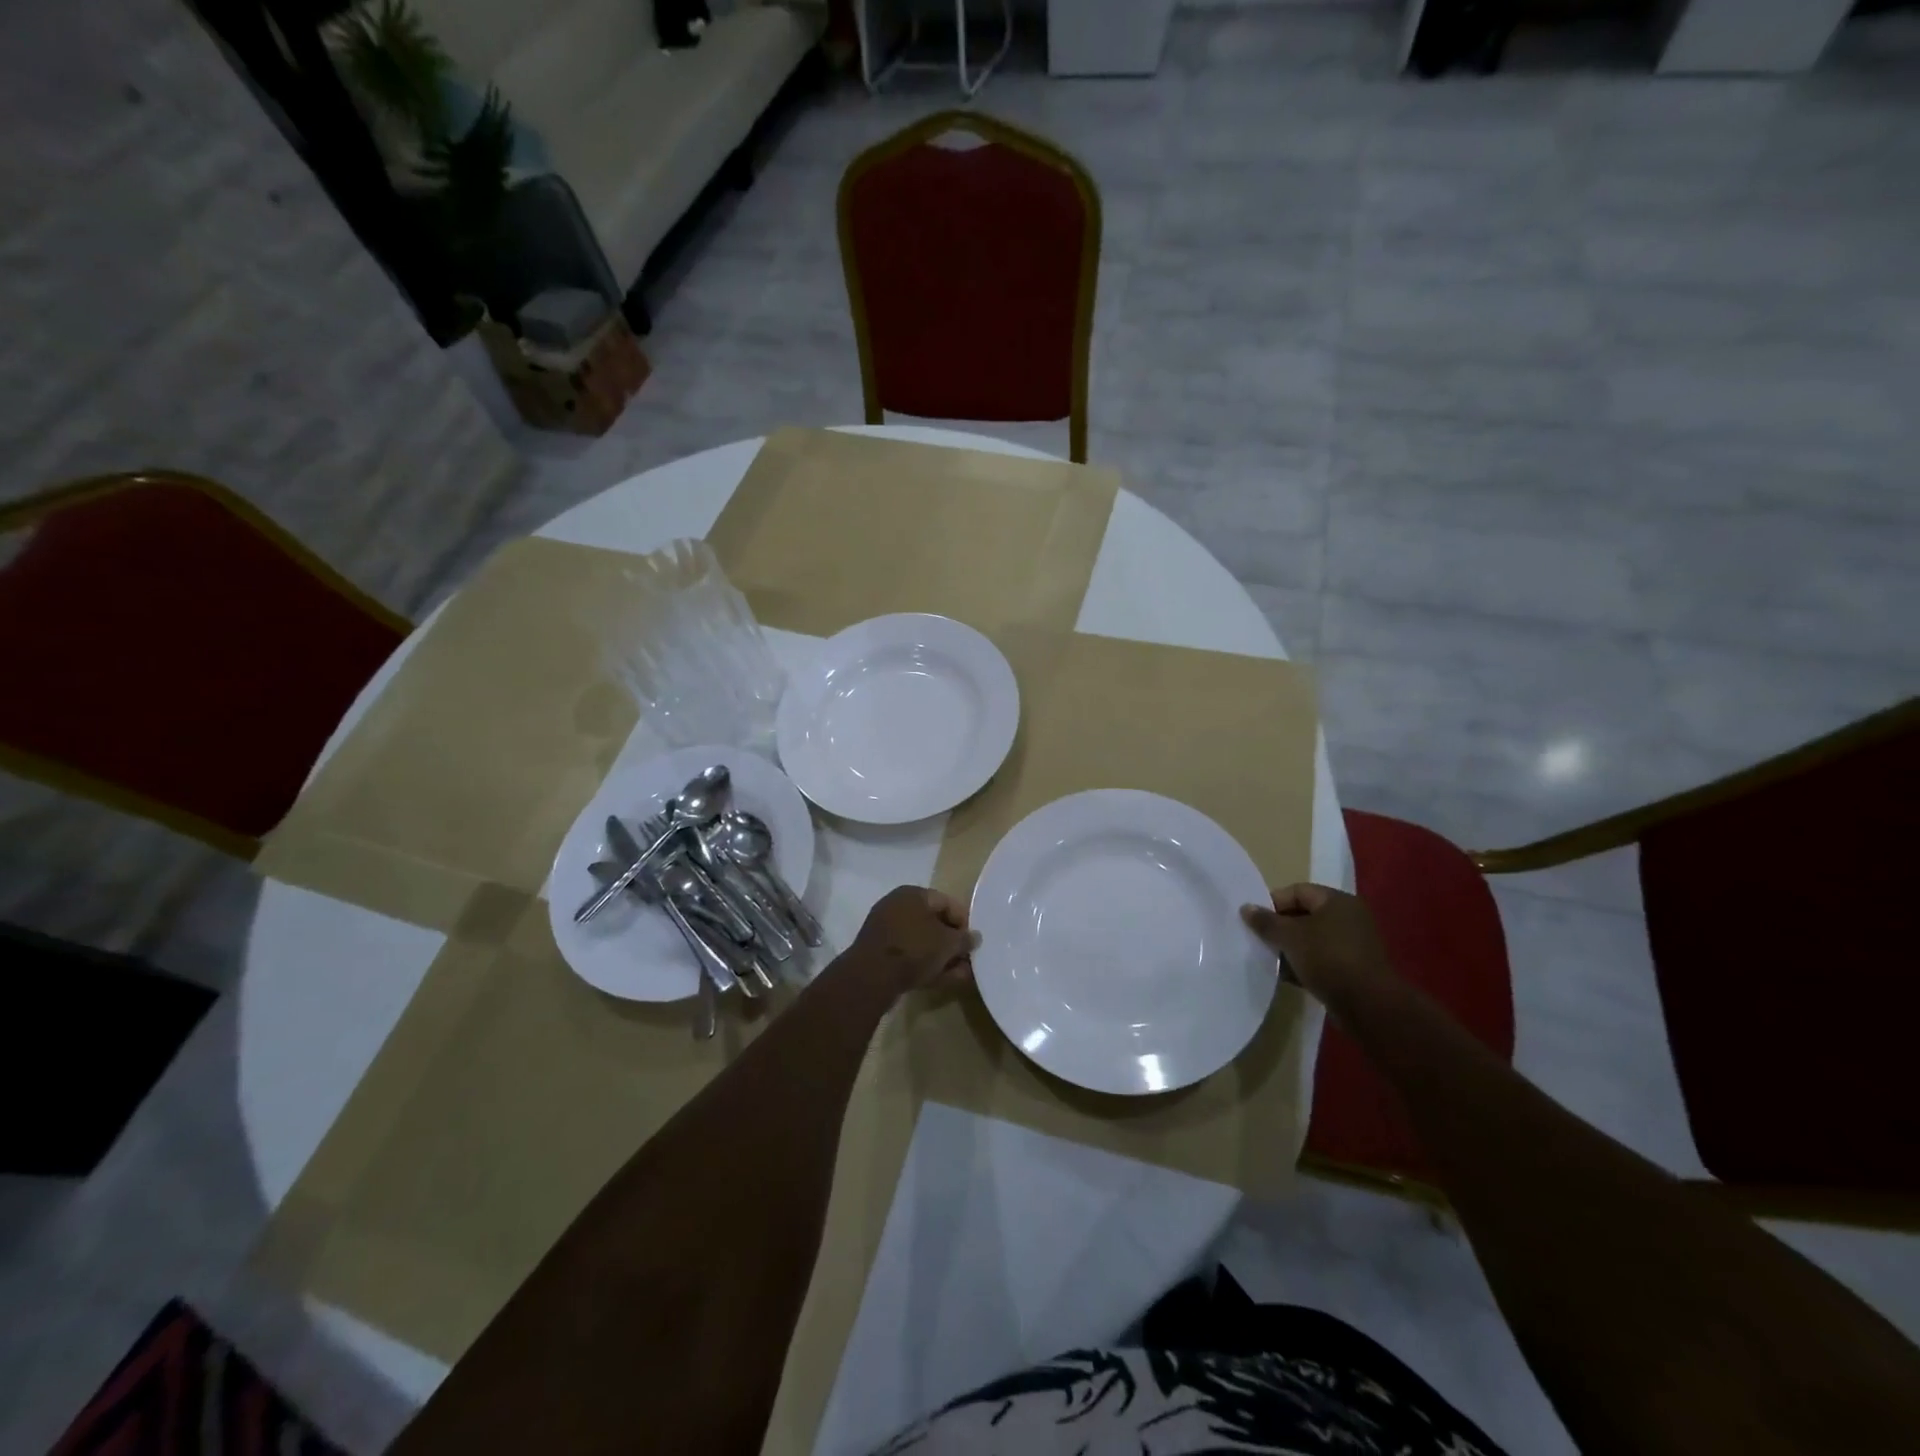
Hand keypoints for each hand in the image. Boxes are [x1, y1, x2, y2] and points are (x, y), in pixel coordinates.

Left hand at [849, 887, 979, 995]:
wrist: (871, 977)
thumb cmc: (914, 949)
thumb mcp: (947, 944)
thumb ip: (965, 939)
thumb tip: (975, 937)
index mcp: (913, 894)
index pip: (947, 902)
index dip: (964, 922)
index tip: (974, 942)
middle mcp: (897, 906)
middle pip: (934, 923)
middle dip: (953, 943)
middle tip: (967, 959)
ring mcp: (886, 930)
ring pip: (923, 941)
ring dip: (942, 957)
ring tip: (960, 974)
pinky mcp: (880, 952)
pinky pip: (909, 954)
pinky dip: (926, 964)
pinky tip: (943, 980)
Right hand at [1241, 883, 1393, 1008]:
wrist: (1368, 1005)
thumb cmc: (1328, 958)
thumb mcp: (1290, 937)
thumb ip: (1266, 922)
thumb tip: (1246, 907)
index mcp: (1337, 901)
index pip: (1297, 891)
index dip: (1273, 902)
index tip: (1254, 920)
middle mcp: (1349, 917)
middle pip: (1305, 915)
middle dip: (1280, 927)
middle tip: (1260, 939)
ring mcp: (1354, 944)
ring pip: (1312, 939)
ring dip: (1291, 948)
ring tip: (1270, 959)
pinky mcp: (1354, 968)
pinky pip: (1322, 959)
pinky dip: (1305, 964)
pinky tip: (1287, 976)